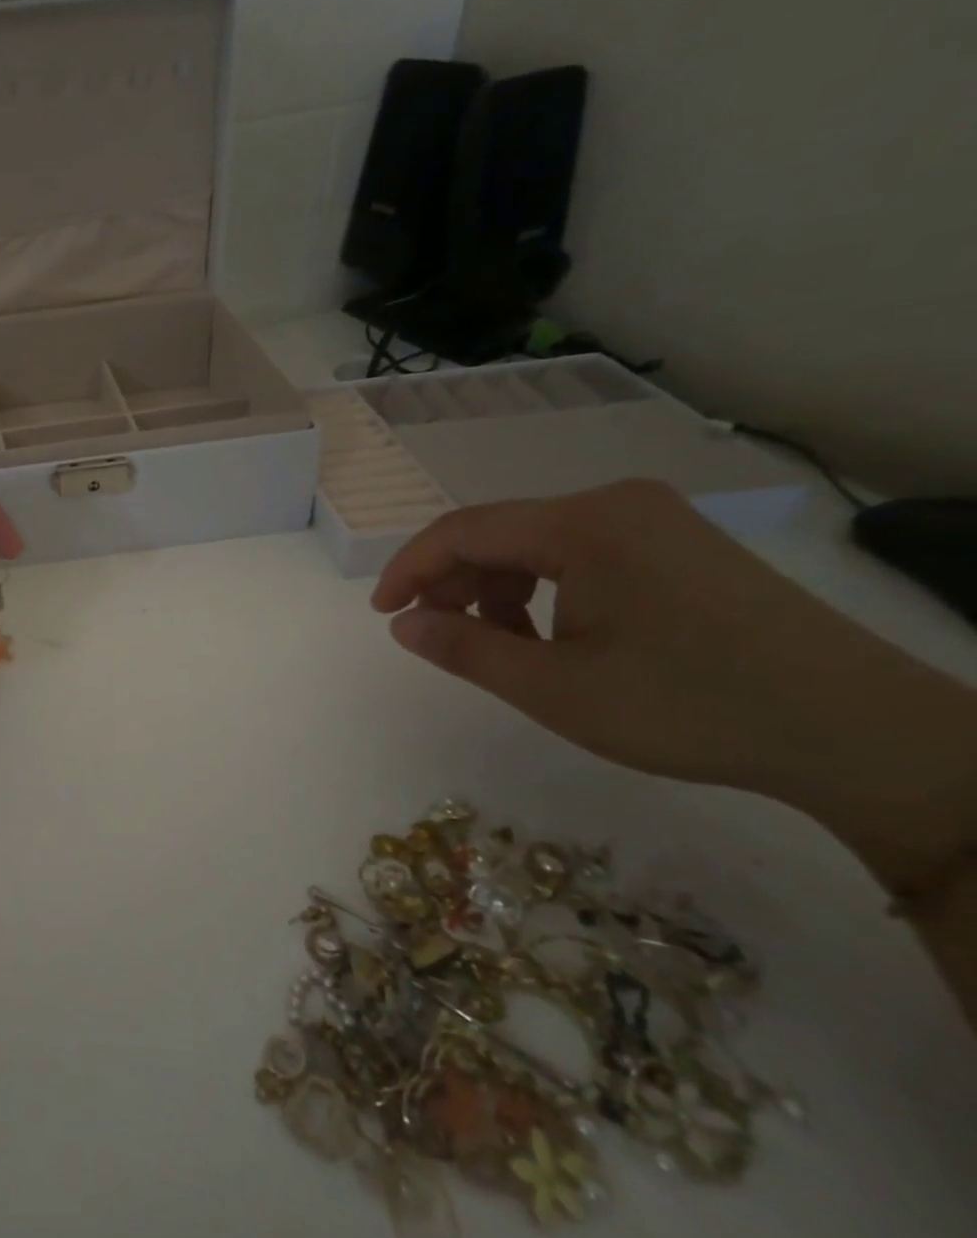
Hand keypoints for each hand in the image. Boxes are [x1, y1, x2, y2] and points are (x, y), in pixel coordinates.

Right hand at [371, 480, 976, 861]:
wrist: (856, 732)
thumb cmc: (687, 705)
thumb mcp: (554, 688)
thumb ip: (464, 649)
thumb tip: (403, 625)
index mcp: (583, 523)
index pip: (463, 530)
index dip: (409, 570)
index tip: (382, 614)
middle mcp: (614, 504)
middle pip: (499, 533)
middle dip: (454, 584)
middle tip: (436, 638)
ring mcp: (652, 521)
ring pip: (536, 545)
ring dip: (498, 592)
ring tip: (499, 649)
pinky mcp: (676, 545)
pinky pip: (578, 556)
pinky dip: (543, 592)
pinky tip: (551, 639)